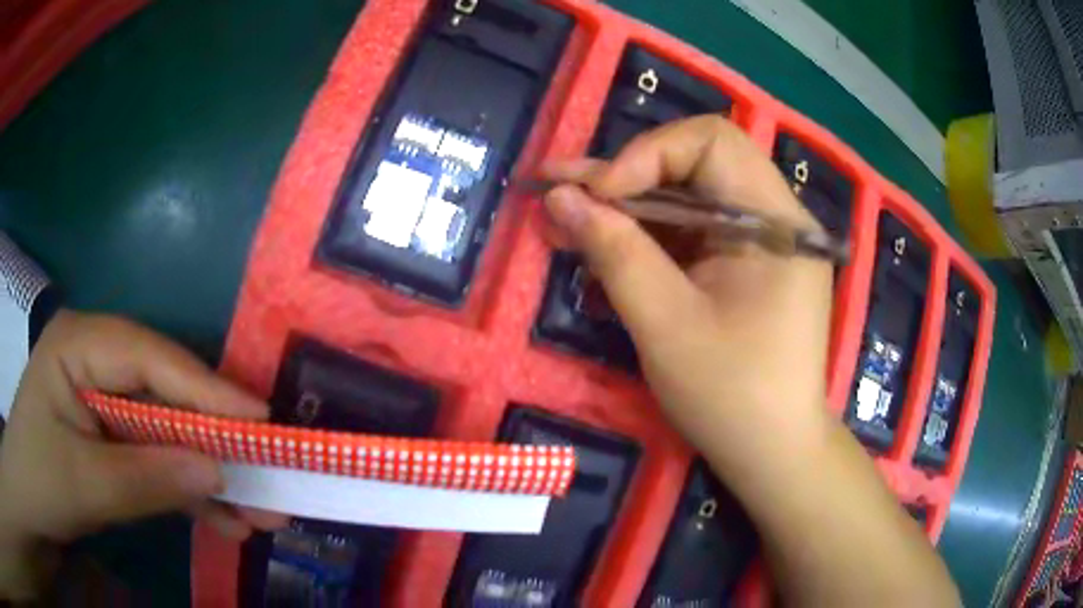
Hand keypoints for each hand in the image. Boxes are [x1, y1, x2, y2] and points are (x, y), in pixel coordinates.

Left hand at [0, 310, 285, 598]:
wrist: (31, 501)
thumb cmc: (39, 479)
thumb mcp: (83, 483)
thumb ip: (146, 477)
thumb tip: (216, 472)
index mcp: (81, 344)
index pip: (149, 357)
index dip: (205, 386)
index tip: (261, 418)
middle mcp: (99, 361)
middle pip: (167, 393)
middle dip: (217, 438)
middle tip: (272, 469)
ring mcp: (108, 400)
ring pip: (170, 431)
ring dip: (212, 474)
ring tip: (262, 510)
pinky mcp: (115, 437)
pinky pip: (159, 459)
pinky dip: (191, 493)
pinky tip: (227, 521)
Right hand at [542, 115, 832, 470]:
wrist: (773, 455)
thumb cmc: (732, 397)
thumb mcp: (666, 324)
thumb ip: (615, 252)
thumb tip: (560, 197)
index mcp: (777, 222)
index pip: (713, 142)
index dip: (648, 154)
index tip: (599, 195)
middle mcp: (775, 219)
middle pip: (695, 166)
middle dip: (623, 179)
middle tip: (556, 189)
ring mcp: (760, 244)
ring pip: (687, 201)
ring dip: (626, 210)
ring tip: (563, 219)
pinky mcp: (744, 269)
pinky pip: (691, 236)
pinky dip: (646, 241)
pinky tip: (600, 249)